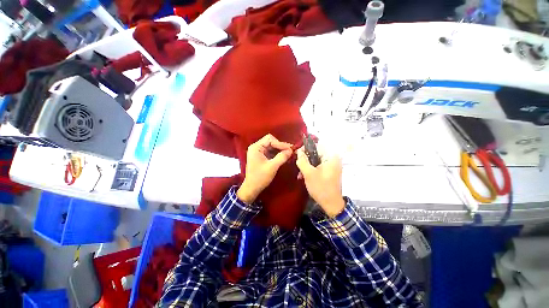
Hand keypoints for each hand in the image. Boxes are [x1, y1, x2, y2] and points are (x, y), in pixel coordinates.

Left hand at [237, 134, 292, 203]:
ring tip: (288, 154)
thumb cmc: (260, 177)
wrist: (252, 188)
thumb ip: (282, 157)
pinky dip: (277, 153)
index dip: (280, 143)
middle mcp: (256, 147)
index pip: (270, 139)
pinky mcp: (261, 156)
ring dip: (280, 150)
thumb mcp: (272, 167)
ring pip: (271, 146)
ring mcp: (258, 152)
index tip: (290, 149)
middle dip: (280, 146)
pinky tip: (283, 157)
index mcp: (256, 147)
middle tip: (290, 151)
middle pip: (271, 141)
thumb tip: (291, 150)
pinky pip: (270, 151)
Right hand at [296, 147, 344, 217]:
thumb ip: (302, 160)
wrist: (331, 204)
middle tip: (298, 167)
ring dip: (307, 166)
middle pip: (315, 154)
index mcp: (331, 157)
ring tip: (300, 174)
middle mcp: (333, 159)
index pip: (316, 146)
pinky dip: (311, 170)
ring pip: (315, 160)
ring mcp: (332, 165)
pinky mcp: (330, 171)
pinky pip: (318, 166)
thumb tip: (298, 150)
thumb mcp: (309, 173)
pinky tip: (304, 176)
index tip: (297, 155)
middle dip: (305, 160)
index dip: (305, 149)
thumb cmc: (321, 187)